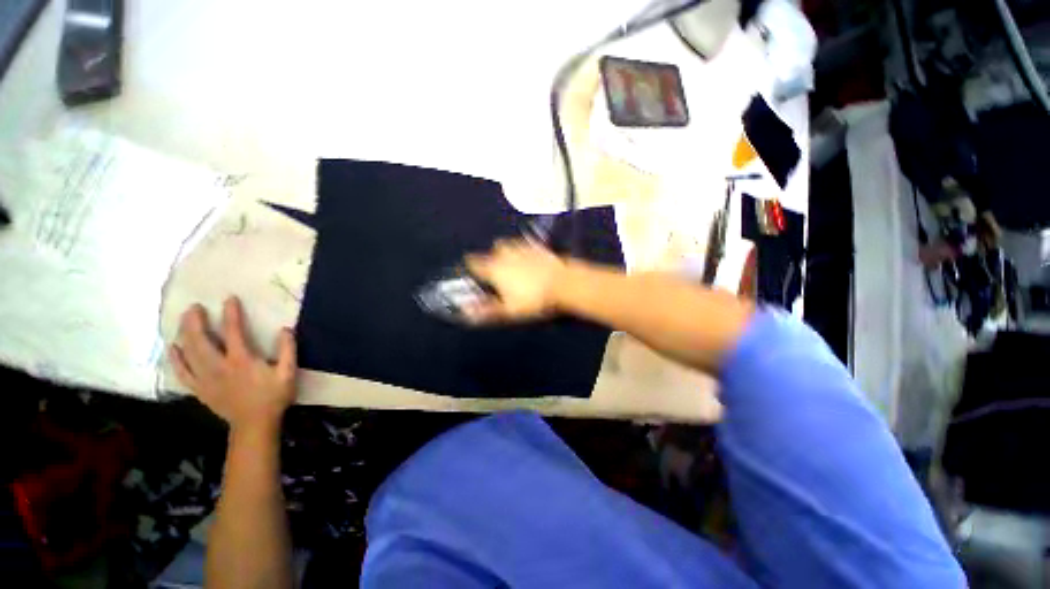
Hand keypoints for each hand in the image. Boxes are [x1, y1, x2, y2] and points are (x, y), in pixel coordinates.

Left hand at [170, 297, 296, 434]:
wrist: (254, 424)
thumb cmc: (273, 397)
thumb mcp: (288, 373)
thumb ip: (287, 350)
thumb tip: (285, 329)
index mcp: (241, 361)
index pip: (233, 332)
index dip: (231, 314)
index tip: (229, 299)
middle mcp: (218, 366)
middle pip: (200, 340)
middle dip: (195, 322)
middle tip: (194, 307)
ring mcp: (205, 378)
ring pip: (188, 353)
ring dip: (184, 334)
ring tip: (183, 320)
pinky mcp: (199, 388)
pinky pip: (182, 372)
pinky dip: (175, 359)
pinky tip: (173, 348)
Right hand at [464, 239, 565, 322]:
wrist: (563, 284)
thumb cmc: (533, 299)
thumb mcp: (509, 310)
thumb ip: (486, 310)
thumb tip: (466, 311)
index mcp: (494, 268)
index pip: (473, 263)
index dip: (471, 267)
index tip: (474, 272)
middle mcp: (505, 254)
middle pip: (491, 250)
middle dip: (491, 259)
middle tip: (497, 272)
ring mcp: (521, 247)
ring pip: (507, 244)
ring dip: (506, 252)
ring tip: (513, 265)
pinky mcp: (537, 246)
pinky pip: (523, 244)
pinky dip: (522, 250)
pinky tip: (529, 260)